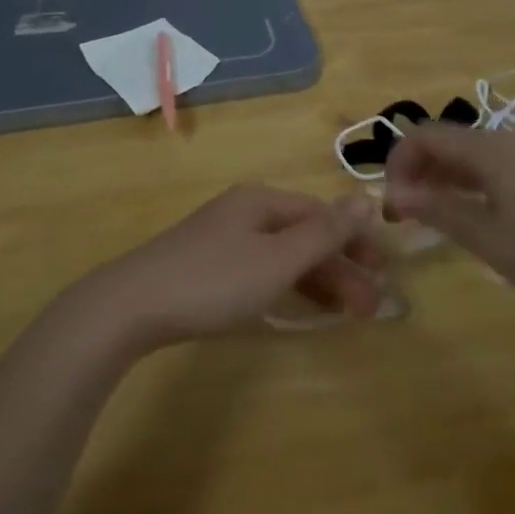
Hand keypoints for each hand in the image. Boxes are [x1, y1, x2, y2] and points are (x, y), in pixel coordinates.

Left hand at [75, 186, 387, 352]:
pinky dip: (286, 287)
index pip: (321, 213)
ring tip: (346, 315)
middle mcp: (244, 211)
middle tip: (370, 308)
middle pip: (303, 234)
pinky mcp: (206, 266)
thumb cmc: (213, 281)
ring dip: (317, 281)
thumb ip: (324, 233)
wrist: (131, 306)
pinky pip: (260, 270)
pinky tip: (297, 307)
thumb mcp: (277, 260)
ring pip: (282, 255)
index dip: (355, 240)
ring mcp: (222, 238)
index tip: (383, 274)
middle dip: (340, 268)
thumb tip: (366, 198)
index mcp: (262, 201)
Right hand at [383, 123, 514, 306]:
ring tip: (437, 217)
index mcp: (486, 149)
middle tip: (408, 213)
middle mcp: (505, 140)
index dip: (397, 162)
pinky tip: (478, 215)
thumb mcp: (490, 239)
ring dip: (444, 178)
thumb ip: (439, 211)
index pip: (422, 136)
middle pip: (446, 141)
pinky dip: (472, 182)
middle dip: (418, 171)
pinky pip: (495, 165)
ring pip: (471, 154)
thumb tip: (394, 193)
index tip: (392, 202)